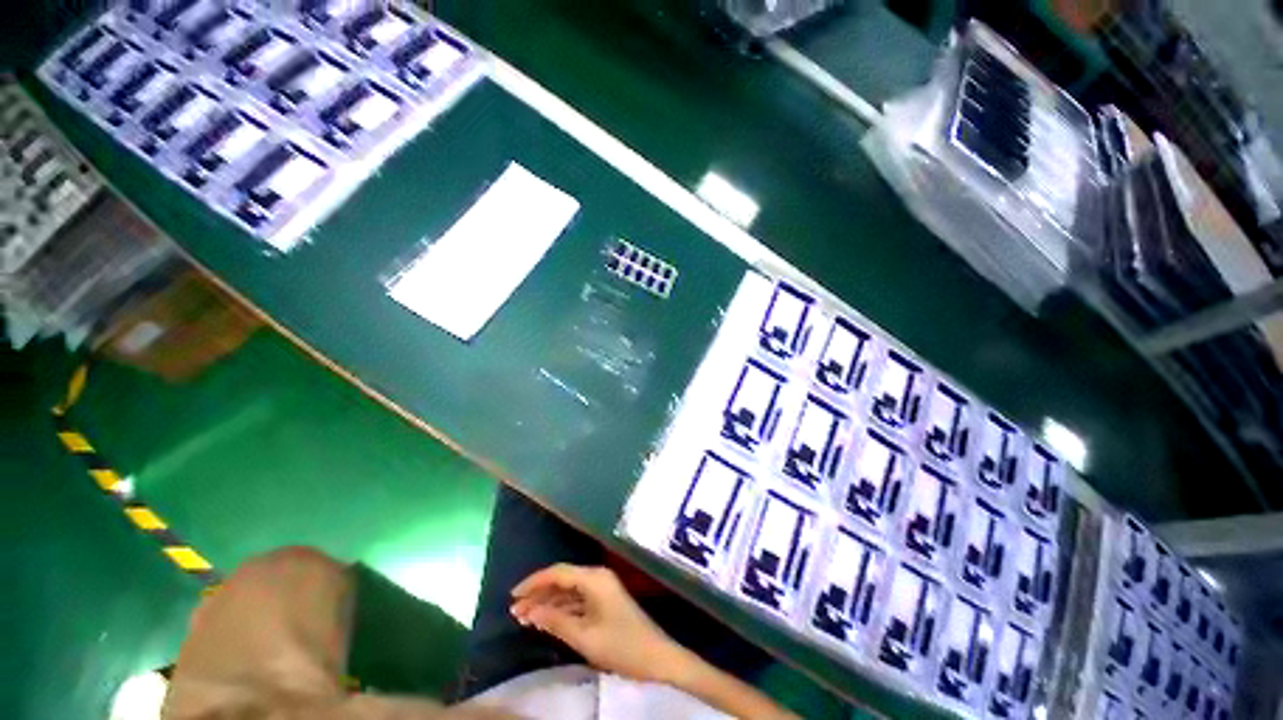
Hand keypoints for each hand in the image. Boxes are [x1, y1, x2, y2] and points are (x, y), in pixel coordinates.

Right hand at [510, 564, 687, 683]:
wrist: (656, 657)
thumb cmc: (621, 645)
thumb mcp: (585, 637)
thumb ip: (556, 621)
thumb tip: (530, 610)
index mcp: (594, 578)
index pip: (559, 572)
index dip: (534, 581)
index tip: (513, 595)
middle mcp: (597, 577)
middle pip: (562, 580)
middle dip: (539, 594)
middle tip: (515, 612)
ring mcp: (602, 589)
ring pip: (568, 591)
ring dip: (548, 603)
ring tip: (524, 618)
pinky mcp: (604, 602)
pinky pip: (577, 601)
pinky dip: (561, 610)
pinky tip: (545, 621)